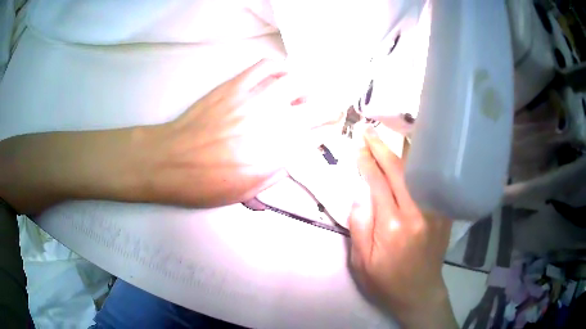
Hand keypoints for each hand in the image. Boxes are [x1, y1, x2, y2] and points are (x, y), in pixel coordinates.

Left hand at [147, 58, 343, 207]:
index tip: (330, 128)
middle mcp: (274, 124)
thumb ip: (276, 174)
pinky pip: (264, 66)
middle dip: (330, 107)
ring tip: (302, 92)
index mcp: (277, 155)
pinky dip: (278, 67)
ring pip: (296, 81)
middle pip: (317, 107)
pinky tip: (278, 75)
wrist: (171, 161)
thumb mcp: (246, 191)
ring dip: (306, 86)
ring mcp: (254, 100)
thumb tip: (294, 157)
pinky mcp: (235, 86)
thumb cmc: (206, 183)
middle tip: (327, 108)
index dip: (329, 131)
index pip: (318, 136)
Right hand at [348, 128, 456, 327]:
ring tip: (389, 137)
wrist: (419, 293)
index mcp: (392, 226)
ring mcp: (434, 212)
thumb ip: (359, 226)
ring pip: (418, 172)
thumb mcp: (361, 262)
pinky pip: (431, 182)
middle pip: (399, 171)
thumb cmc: (386, 282)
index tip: (358, 145)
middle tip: (369, 132)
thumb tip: (360, 193)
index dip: (367, 162)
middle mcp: (416, 213)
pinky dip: (420, 166)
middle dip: (382, 148)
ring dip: (402, 151)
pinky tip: (412, 157)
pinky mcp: (443, 214)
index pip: (378, 183)